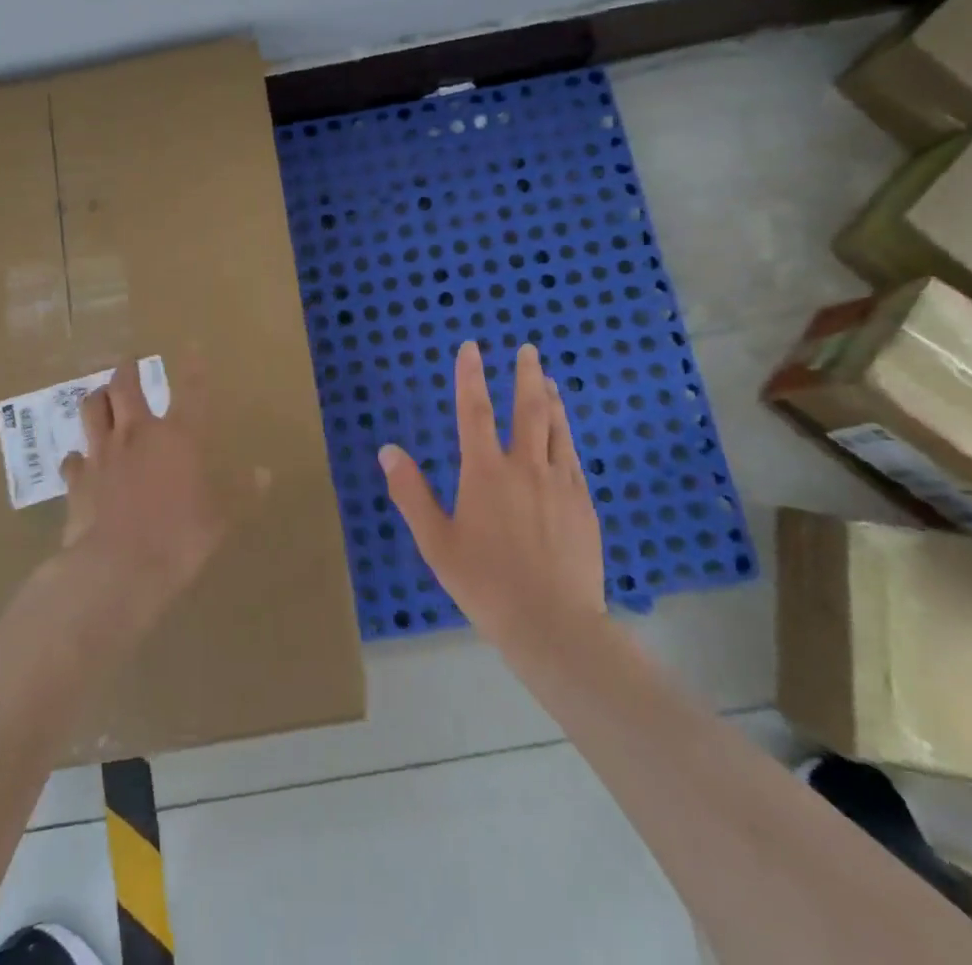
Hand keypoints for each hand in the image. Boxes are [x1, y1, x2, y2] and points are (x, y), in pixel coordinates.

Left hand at [59, 353, 266, 611]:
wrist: (118, 568)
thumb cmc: (179, 538)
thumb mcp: (221, 518)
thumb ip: (241, 492)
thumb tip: (264, 473)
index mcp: (179, 437)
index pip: (190, 391)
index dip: (193, 366)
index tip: (191, 345)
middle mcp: (137, 434)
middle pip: (125, 387)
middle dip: (127, 369)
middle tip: (128, 362)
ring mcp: (103, 454)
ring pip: (92, 410)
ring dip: (97, 398)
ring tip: (100, 395)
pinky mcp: (77, 480)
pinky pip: (74, 459)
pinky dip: (78, 456)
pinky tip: (80, 460)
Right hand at [379, 342, 604, 647]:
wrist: (553, 624)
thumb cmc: (485, 583)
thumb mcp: (436, 541)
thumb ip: (410, 493)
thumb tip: (388, 450)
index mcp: (485, 473)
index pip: (474, 412)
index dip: (470, 376)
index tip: (471, 347)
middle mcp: (525, 467)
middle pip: (528, 410)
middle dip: (526, 375)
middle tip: (528, 350)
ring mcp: (560, 484)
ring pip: (556, 430)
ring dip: (552, 400)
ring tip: (549, 381)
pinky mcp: (583, 505)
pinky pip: (573, 459)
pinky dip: (566, 437)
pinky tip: (566, 436)